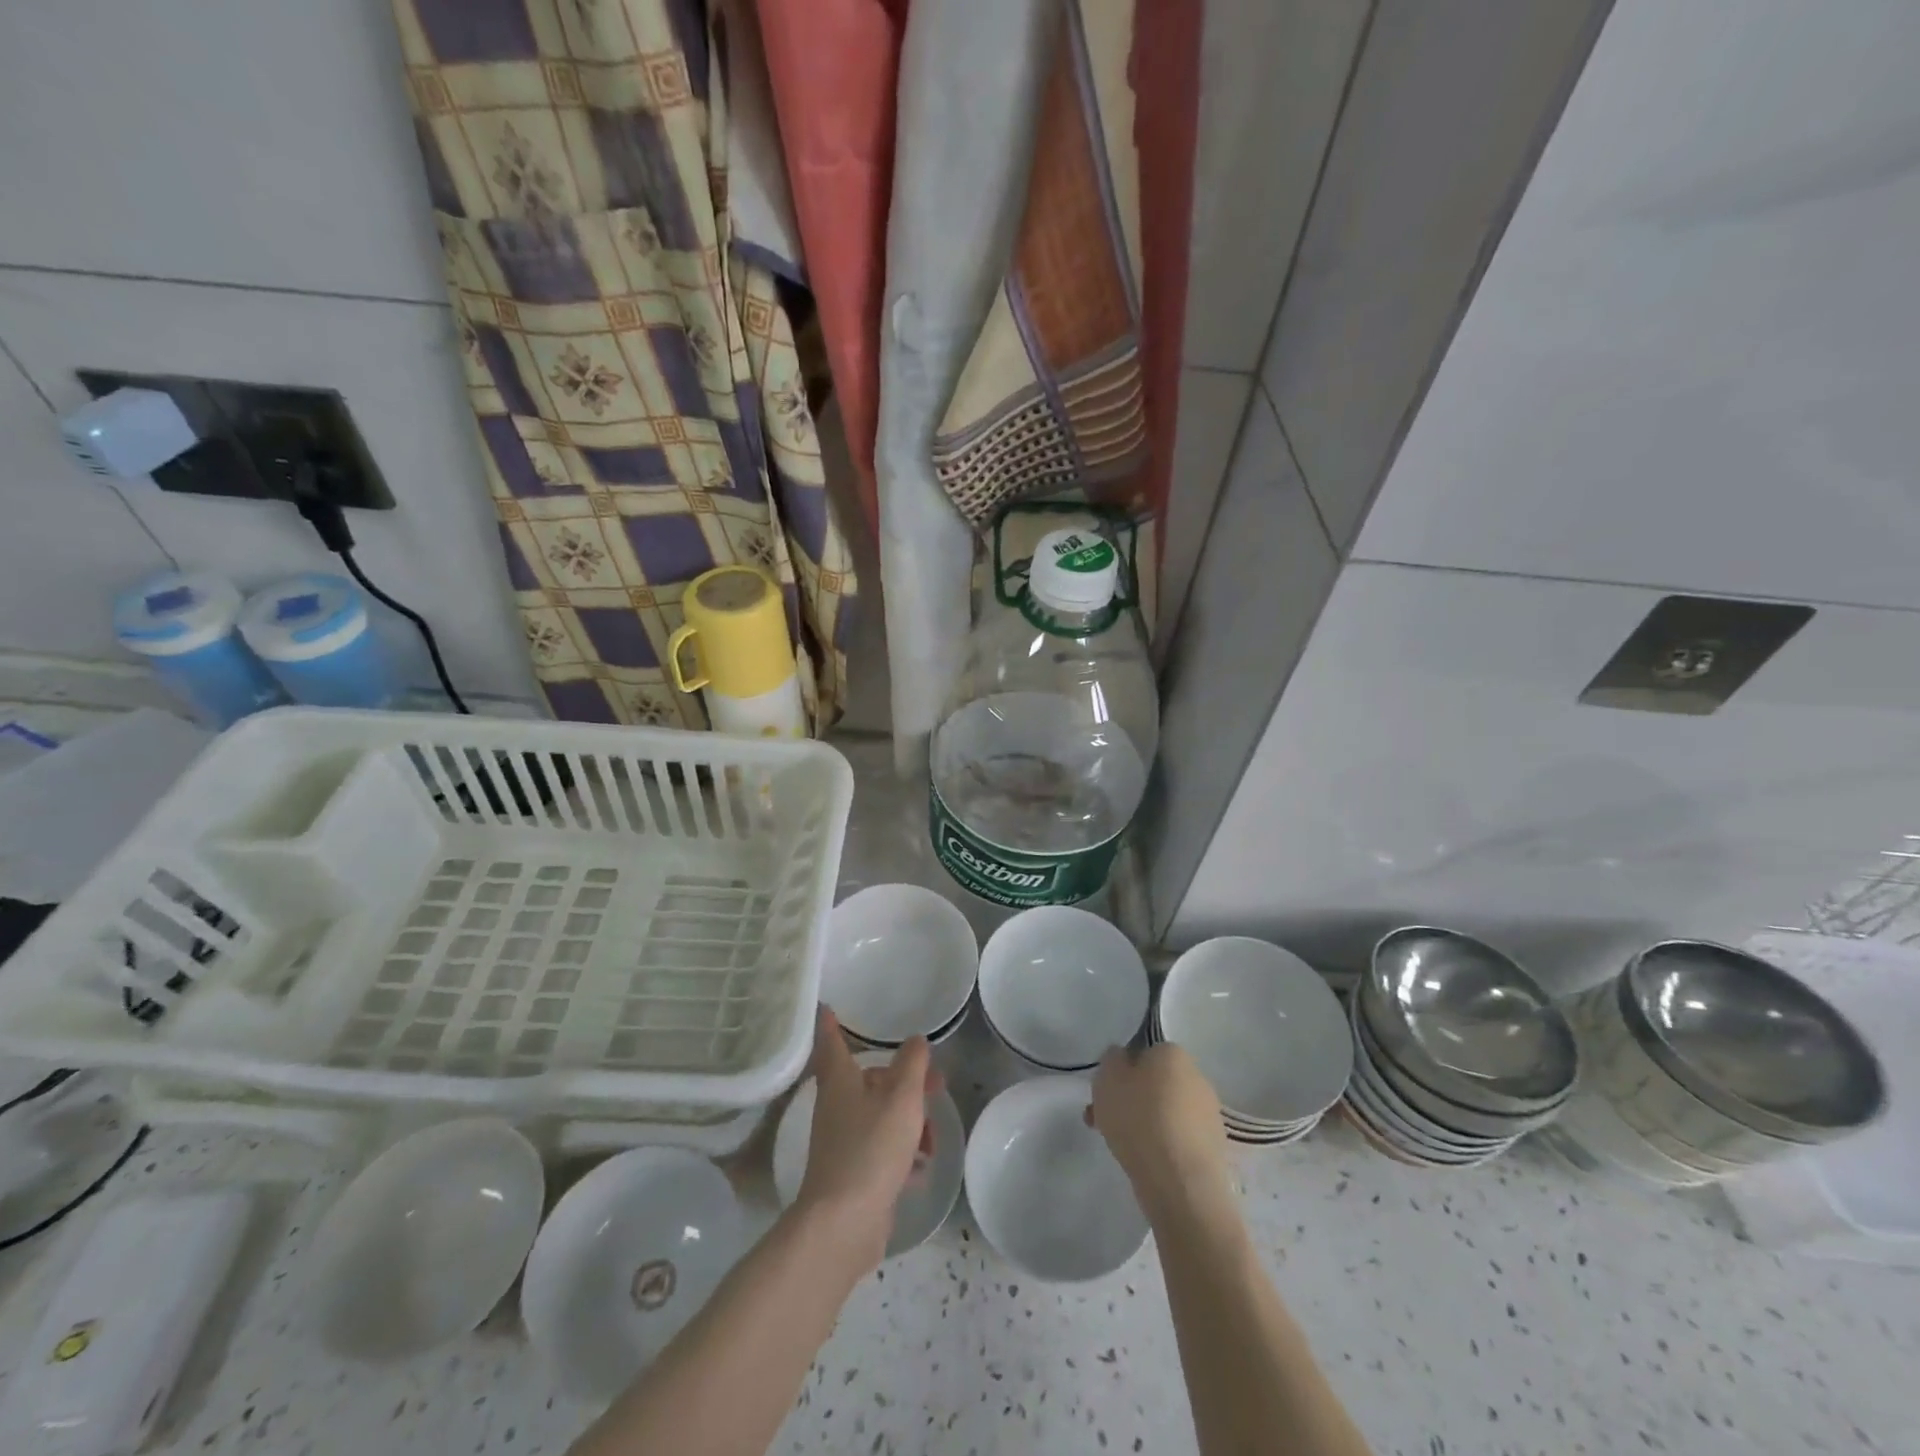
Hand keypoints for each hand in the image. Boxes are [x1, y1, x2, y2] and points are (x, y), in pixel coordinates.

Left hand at [794, 1008, 940, 1265]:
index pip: (833, 1043)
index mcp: (840, 1082)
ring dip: (909, 1123)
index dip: (832, 1024)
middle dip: (903, 1081)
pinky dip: (901, 1154)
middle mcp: (836, 1107)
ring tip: (932, 1140)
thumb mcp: (902, 1099)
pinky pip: (881, 1150)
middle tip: (934, 1083)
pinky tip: (920, 1168)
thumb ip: (912, 1065)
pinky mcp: (851, 1173)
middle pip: (870, 1082)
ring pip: (880, 1117)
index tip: (828, 1006)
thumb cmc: (871, 1148)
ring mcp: (842, 1141)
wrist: (844, 1223)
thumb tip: (916, 1039)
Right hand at [1086, 1042, 1232, 1221]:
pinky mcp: (1213, 1148)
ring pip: (1164, 1112)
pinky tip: (1145, 1162)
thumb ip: (1111, 1059)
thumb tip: (1122, 1059)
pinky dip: (1161, 1145)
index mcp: (1173, 1053)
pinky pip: (1177, 1138)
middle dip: (1130, 1100)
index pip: (1142, 1054)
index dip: (1120, 1073)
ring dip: (1144, 1124)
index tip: (1104, 1094)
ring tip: (1119, 1147)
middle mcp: (1196, 1076)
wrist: (1180, 1182)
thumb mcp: (1108, 1076)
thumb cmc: (1139, 1118)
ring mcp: (1209, 1114)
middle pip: (1154, 1084)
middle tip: (1105, 1120)